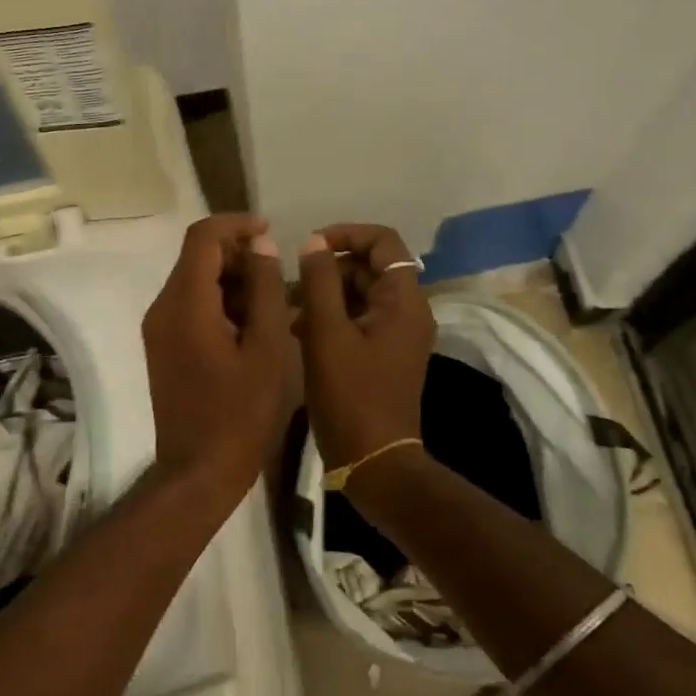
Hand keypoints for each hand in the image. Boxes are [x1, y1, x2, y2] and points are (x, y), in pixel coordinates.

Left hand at [141, 214, 292, 502]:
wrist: (198, 472)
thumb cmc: (240, 413)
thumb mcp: (267, 348)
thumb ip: (266, 290)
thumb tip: (262, 247)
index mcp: (185, 304)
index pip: (202, 237)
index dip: (236, 225)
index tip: (270, 231)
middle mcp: (163, 308)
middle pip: (197, 258)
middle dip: (239, 255)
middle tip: (280, 273)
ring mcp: (159, 329)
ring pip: (195, 282)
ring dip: (233, 280)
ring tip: (276, 300)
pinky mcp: (164, 347)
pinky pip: (191, 307)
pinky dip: (221, 303)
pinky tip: (254, 323)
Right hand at [296, 224, 435, 470]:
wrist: (374, 462)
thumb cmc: (350, 395)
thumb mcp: (326, 334)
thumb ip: (319, 282)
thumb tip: (314, 242)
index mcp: (403, 300)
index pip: (383, 242)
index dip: (346, 234)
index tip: (310, 246)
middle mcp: (408, 311)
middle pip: (368, 268)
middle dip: (328, 270)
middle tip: (289, 287)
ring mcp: (397, 334)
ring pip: (360, 294)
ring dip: (324, 294)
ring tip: (287, 311)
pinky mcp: (384, 354)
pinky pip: (358, 319)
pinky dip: (331, 317)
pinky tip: (298, 331)